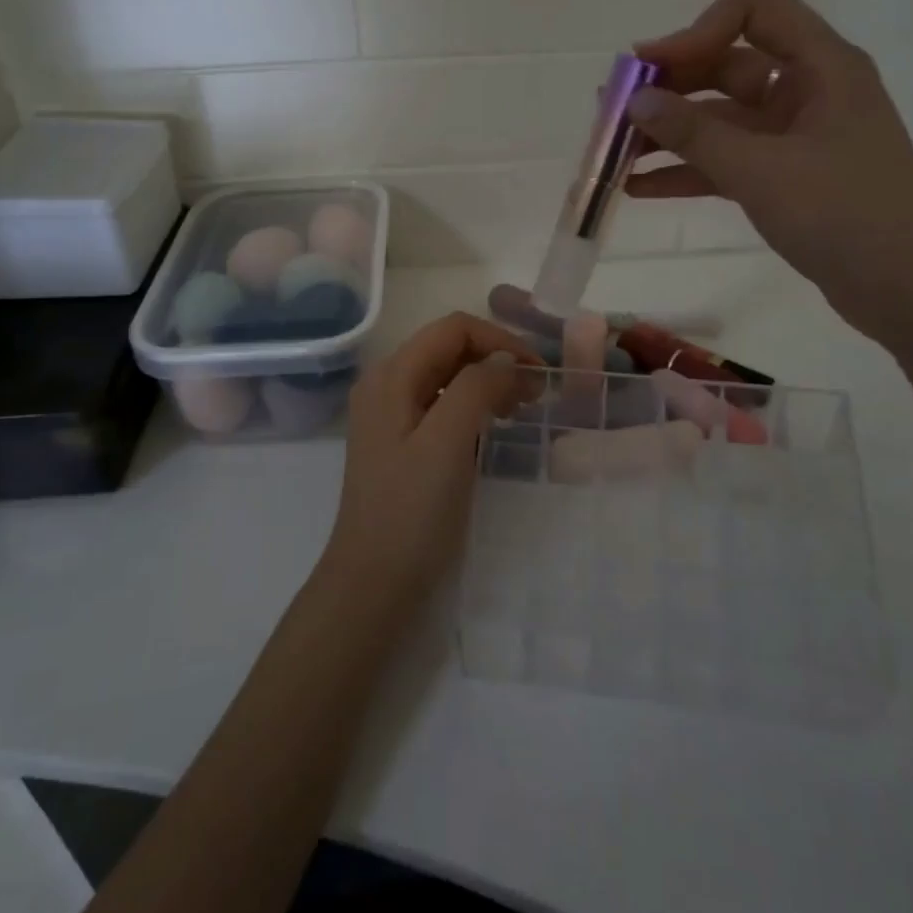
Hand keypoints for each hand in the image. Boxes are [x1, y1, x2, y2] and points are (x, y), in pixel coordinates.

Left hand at [323, 313, 540, 607]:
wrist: (374, 583)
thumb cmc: (411, 511)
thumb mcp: (447, 441)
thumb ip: (477, 387)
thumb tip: (506, 361)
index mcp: (391, 376)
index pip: (453, 329)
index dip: (500, 341)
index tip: (538, 373)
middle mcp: (386, 385)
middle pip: (449, 349)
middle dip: (496, 360)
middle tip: (535, 394)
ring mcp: (391, 415)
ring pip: (448, 377)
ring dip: (488, 383)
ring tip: (521, 409)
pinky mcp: (401, 443)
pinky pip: (442, 406)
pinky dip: (474, 407)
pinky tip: (494, 429)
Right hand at [628, 0, 912, 347]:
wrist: (906, 290)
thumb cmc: (842, 214)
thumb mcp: (760, 170)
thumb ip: (694, 134)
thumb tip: (636, 100)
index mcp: (820, 66)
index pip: (753, 8)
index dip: (697, 30)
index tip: (650, 69)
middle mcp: (809, 89)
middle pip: (727, 65)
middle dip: (669, 87)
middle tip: (613, 112)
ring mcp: (797, 135)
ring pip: (722, 118)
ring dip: (670, 133)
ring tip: (614, 153)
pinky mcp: (788, 176)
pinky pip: (728, 160)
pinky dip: (688, 170)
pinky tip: (640, 188)